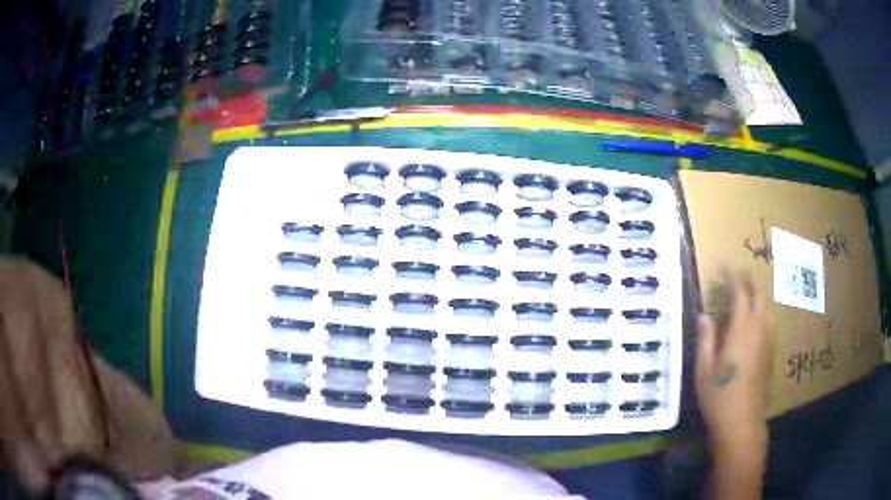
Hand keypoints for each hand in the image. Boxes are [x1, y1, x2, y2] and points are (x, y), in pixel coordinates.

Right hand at [696, 271, 770, 499]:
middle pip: (760, 293)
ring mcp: (767, 340)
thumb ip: (706, 338)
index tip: (725, 263)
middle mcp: (759, 328)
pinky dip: (760, 311)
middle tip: (736, 274)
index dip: (733, 274)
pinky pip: (768, 321)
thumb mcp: (704, 369)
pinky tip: (753, 321)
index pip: (740, 291)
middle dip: (749, 279)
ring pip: (766, 306)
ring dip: (757, 294)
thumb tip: (705, 315)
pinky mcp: (770, 352)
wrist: (742, 421)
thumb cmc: (718, 396)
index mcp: (741, 329)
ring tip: (745, 294)